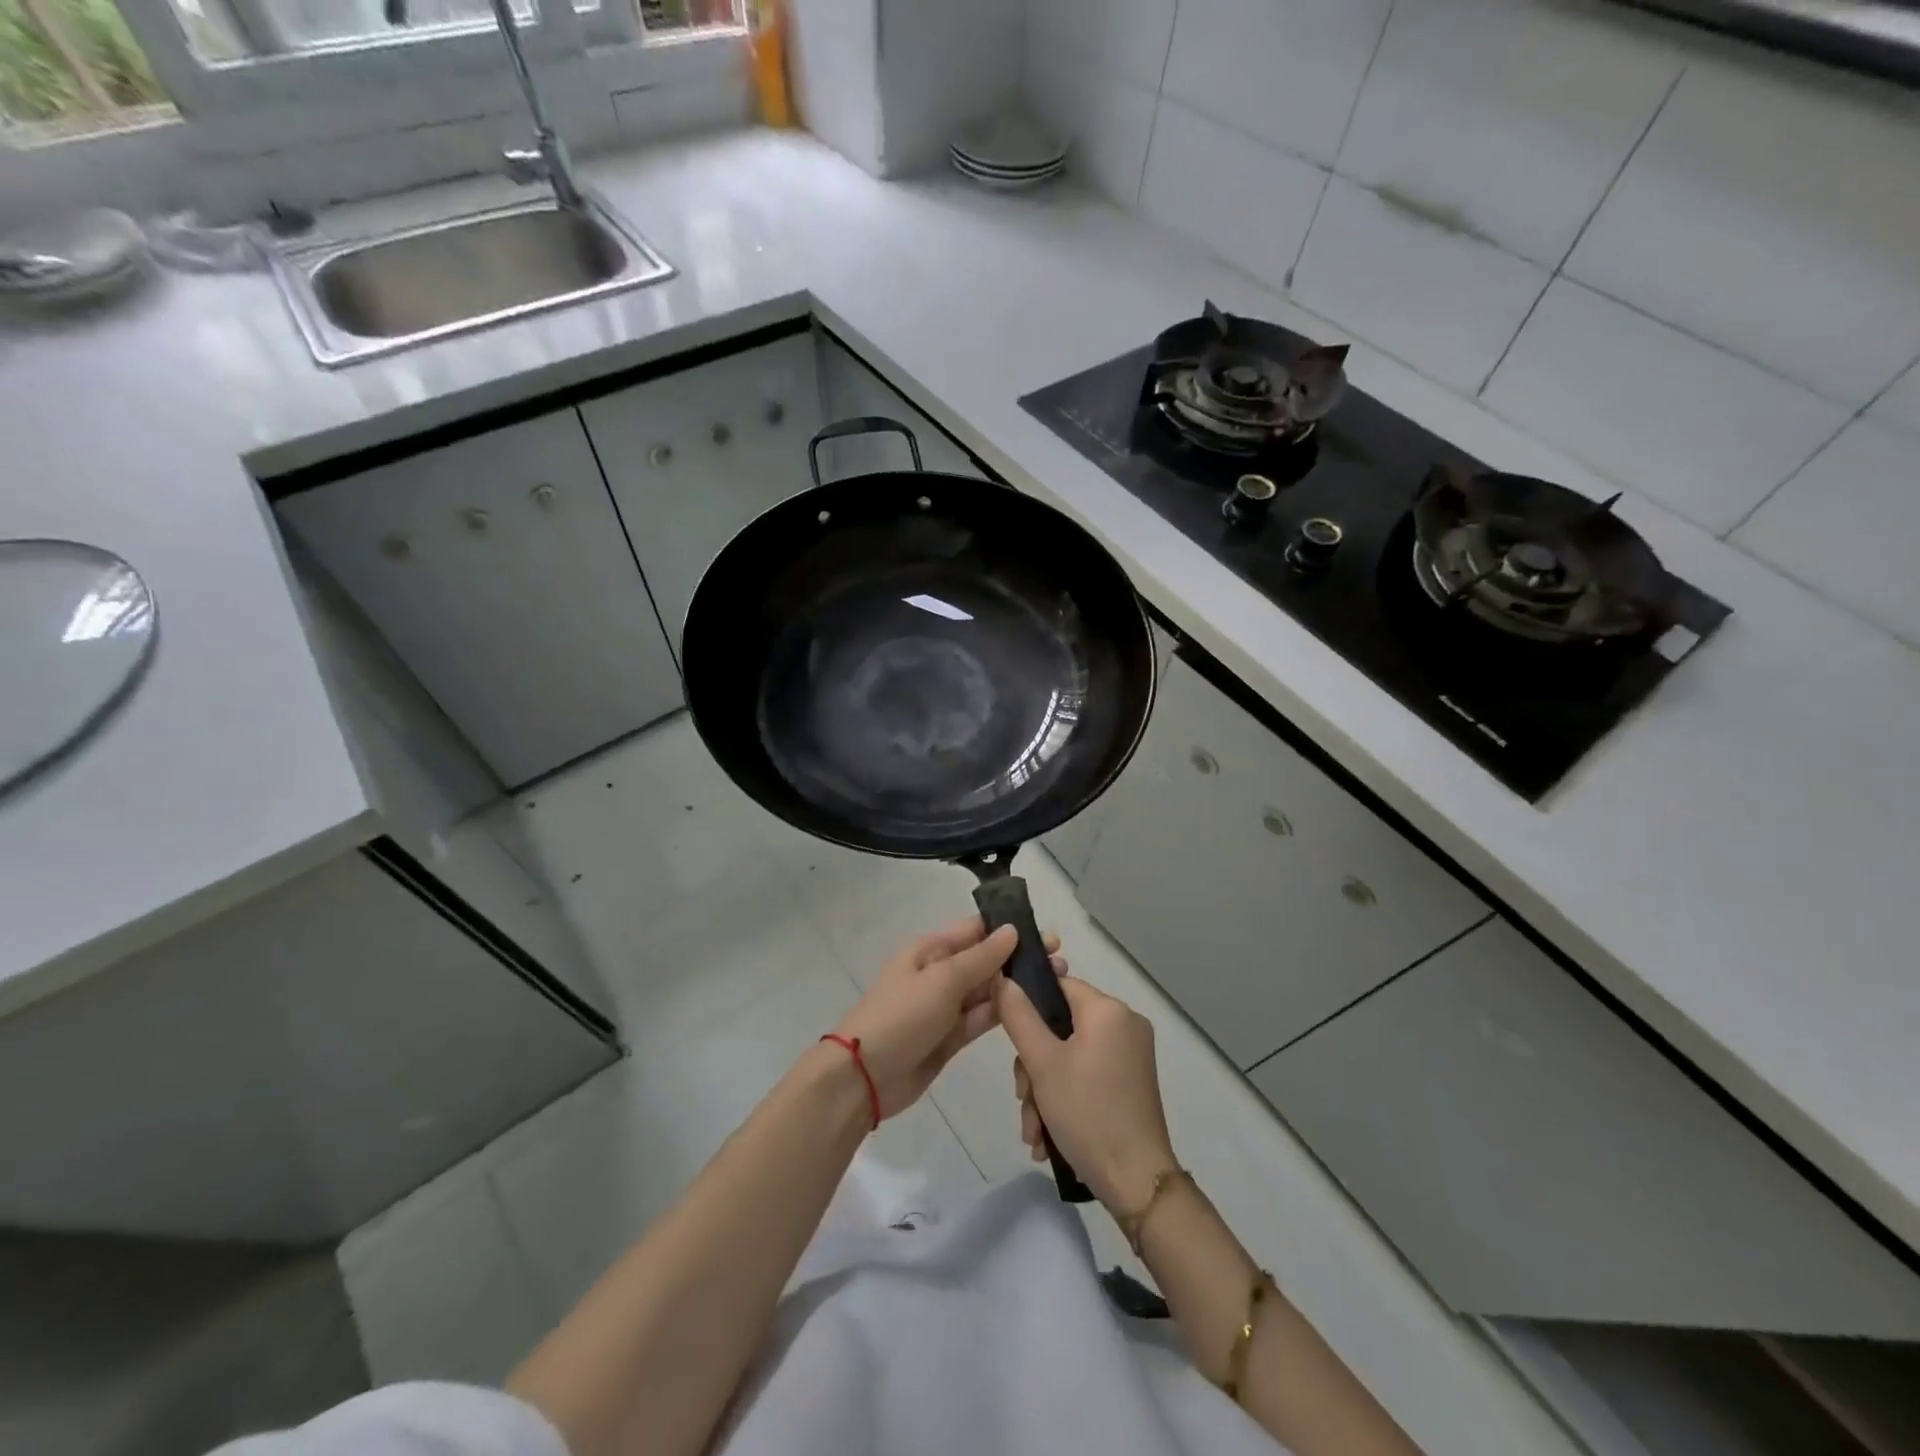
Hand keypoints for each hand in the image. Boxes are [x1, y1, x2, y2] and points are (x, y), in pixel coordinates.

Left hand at [833, 918, 1065, 1120]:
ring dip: (1017, 986)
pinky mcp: (951, 1037)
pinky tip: (1034, 1008)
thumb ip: (980, 958)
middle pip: (986, 960)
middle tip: (1061, 961)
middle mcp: (940, 973)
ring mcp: (946, 1006)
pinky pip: (982, 1018)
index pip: (976, 930)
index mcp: (930, 949)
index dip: (1010, 929)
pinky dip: (1005, 1012)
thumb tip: (1011, 931)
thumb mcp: (942, 980)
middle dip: (1020, 959)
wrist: (865, 1077)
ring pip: (988, 990)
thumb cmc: (902, 1016)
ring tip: (1057, 981)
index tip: (1047, 934)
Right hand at [995, 973, 1176, 1213]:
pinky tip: (1048, 1137)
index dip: (1029, 1005)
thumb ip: (1018, 1016)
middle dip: (1034, 1067)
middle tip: (1024, 1099)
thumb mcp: (1042, 1063)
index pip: (1058, 985)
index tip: (1011, 1039)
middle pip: (1061, 1026)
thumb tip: (1002, 979)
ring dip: (1044, 1090)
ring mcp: (1131, 1055)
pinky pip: (1089, 1074)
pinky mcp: (1132, 1082)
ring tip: (1034, 1132)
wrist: (1137, 1181)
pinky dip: (1066, 1098)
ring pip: (1071, 1056)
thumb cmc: (1087, 1112)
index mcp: (1108, 1010)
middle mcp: (1125, 1024)